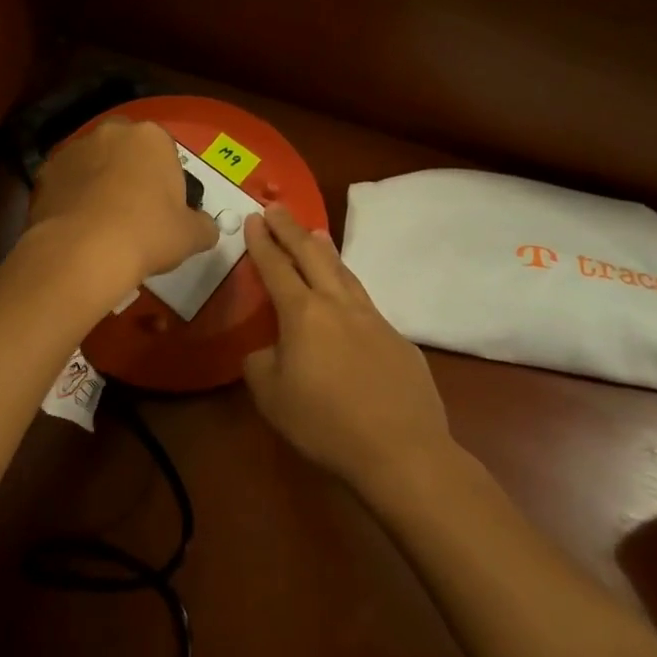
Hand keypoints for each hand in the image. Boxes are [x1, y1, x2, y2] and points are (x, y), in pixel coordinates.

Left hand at [27, 119, 218, 297]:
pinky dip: (72, 198)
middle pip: (126, 151)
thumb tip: (205, 229)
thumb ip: (203, 226)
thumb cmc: (147, 234)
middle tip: (134, 213)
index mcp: (151, 137)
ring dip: (98, 183)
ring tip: (101, 223)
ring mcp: (73, 149)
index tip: (164, 210)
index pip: (165, 152)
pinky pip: (66, 183)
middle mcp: (111, 132)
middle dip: (130, 173)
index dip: (166, 181)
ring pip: (93, 163)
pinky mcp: (44, 173)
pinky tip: (78, 227)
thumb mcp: (191, 236)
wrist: (82, 252)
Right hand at [243, 207, 453, 495]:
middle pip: (312, 256)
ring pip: (345, 273)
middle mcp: (338, 305)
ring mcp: (373, 319)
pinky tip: (348, 302)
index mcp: (302, 314)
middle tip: (277, 208)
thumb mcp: (271, 398)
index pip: (276, 267)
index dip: (262, 242)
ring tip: (316, 234)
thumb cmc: (325, 423)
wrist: (401, 449)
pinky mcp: (398, 339)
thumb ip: (260, 364)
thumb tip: (267, 351)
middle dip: (291, 230)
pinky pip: (366, 305)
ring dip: (325, 250)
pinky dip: (350, 290)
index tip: (254, 217)